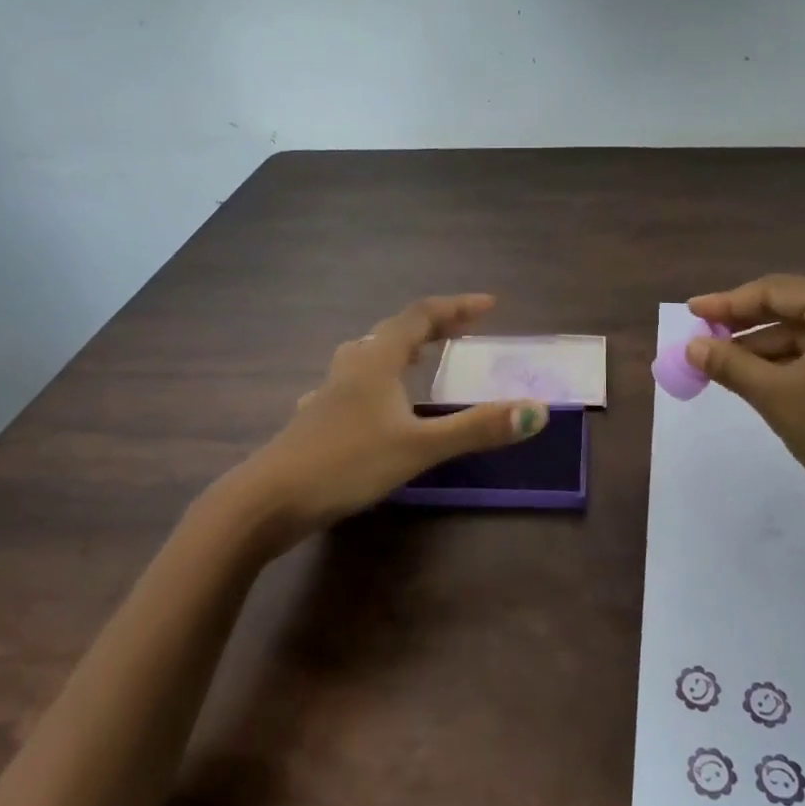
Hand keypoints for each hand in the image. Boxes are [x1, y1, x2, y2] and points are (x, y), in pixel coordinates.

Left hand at [238, 294, 548, 549]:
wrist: (267, 501)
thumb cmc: (346, 463)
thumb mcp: (419, 447)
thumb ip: (476, 428)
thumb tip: (537, 411)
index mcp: (377, 360)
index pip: (421, 316)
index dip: (456, 307)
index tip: (489, 305)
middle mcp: (352, 366)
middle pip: (394, 331)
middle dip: (432, 326)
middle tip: (463, 331)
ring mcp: (329, 392)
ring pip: (368, 355)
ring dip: (400, 349)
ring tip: (419, 357)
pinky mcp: (316, 419)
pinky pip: (353, 384)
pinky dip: (376, 380)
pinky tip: (371, 403)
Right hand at [686, 275, 804, 558]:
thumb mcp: (777, 396)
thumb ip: (730, 365)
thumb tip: (691, 346)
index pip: (775, 291)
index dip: (727, 302)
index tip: (690, 312)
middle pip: (791, 310)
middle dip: (744, 327)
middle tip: (702, 340)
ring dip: (763, 350)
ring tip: (720, 366)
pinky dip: (788, 368)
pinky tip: (758, 383)